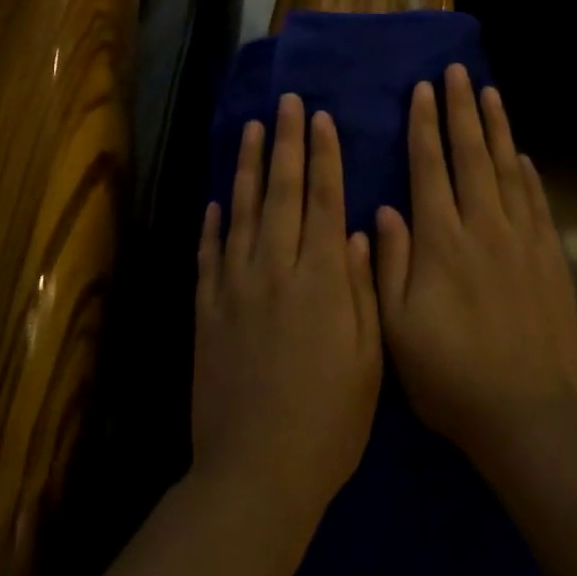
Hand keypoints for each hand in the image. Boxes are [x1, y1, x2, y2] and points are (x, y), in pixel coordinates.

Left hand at [192, 94, 381, 530]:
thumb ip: (363, 289)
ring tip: (252, 129)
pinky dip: (213, 223)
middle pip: (282, 192)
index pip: (325, 200)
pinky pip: (210, 254)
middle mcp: (276, 269)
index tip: (321, 119)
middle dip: (287, 143)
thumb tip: (361, 233)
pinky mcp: (207, 310)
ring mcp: (236, 287)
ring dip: (248, 167)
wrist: (256, 472)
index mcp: (322, 279)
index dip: (324, 156)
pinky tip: (216, 200)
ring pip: (242, 212)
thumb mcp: (369, 358)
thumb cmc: (329, 419)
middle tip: (287, 103)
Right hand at [375, 65, 576, 461]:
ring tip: (490, 94)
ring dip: (497, 129)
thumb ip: (390, 263)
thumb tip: (385, 210)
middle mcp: (484, 228)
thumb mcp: (398, 327)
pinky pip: (537, 202)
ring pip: (508, 170)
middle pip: (472, 156)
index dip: (425, 126)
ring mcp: (522, 240)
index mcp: (442, 241)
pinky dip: (528, 173)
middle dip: (462, 111)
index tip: (423, 91)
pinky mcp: (550, 259)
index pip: (430, 168)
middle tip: (458, 72)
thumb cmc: (450, 375)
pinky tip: (522, 155)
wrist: (526, 415)